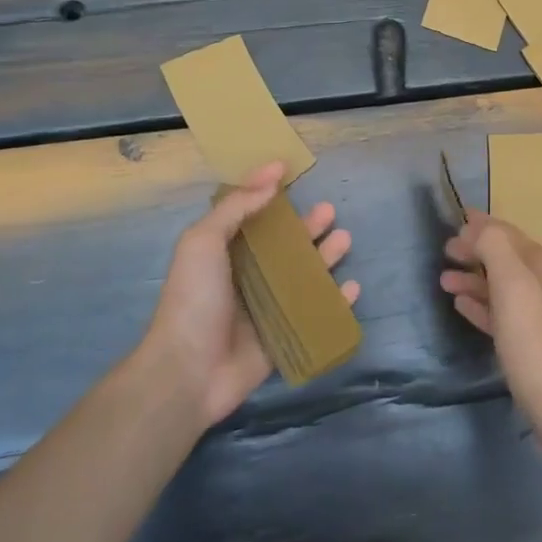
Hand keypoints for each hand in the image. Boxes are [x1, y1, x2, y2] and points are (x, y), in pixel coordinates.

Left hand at [145, 161, 358, 427]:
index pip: (251, 214)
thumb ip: (236, 207)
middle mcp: (247, 275)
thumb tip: (270, 175)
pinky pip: (315, 313)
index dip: (268, 192)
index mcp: (224, 251)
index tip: (289, 170)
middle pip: (284, 244)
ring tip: (345, 239)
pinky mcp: (284, 335)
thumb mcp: (204, 242)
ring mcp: (267, 306)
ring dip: (325, 257)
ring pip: (303, 275)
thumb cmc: (194, 299)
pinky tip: (352, 288)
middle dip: (307, 227)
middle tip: (329, 210)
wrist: (190, 371)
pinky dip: (335, 301)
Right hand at [440, 210, 541, 422]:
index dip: (481, 227)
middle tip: (445, 253)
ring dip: (474, 279)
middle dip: (476, 252)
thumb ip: (495, 248)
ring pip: (503, 287)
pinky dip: (482, 305)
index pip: (509, 234)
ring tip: (444, 282)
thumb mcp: (514, 285)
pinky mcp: (535, 345)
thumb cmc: (536, 343)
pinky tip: (462, 307)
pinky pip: (503, 313)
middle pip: (506, 258)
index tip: (454, 224)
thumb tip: (478, 228)